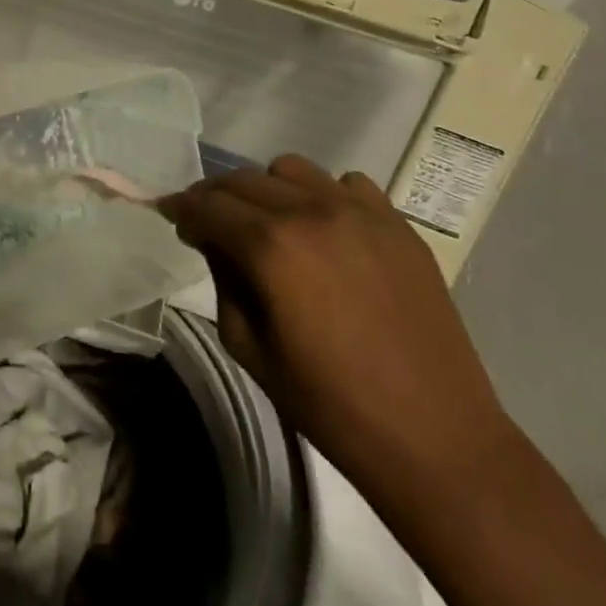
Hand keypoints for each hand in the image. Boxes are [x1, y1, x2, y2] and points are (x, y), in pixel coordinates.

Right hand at [160, 157, 512, 488]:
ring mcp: (361, 211)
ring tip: (270, 224)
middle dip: (216, 197)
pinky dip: (323, 197)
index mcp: (271, 246)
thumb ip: (223, 281)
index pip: (208, 205)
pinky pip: (346, 184)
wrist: (434, 436)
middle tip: (210, 224)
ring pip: (291, 170)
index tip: (172, 216)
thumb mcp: (249, 348)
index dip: (181, 208)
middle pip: (243, 179)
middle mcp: (312, 211)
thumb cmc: (329, 404)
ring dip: (267, 190)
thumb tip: (215, 243)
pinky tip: (326, 233)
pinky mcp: (397, 223)